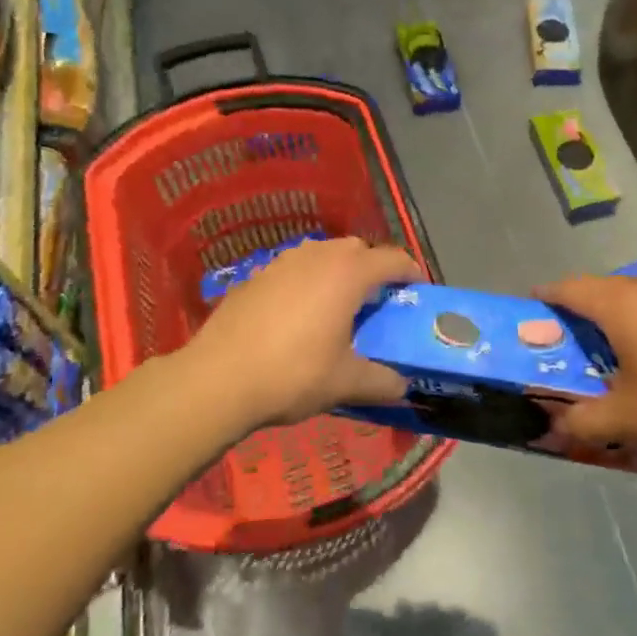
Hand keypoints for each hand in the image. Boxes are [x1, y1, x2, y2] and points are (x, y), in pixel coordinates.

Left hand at [183, 237, 420, 427]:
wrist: (219, 377)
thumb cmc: (293, 374)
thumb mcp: (346, 382)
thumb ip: (382, 381)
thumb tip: (402, 385)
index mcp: (347, 273)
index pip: (392, 259)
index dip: (411, 271)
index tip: (418, 289)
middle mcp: (317, 256)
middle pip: (357, 250)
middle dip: (373, 269)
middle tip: (377, 302)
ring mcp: (282, 261)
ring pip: (322, 255)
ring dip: (338, 272)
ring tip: (338, 306)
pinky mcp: (256, 274)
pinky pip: (294, 268)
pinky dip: (307, 281)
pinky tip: (298, 314)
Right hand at [538, 273, 636, 462]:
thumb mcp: (629, 421)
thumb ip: (583, 422)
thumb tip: (553, 428)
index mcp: (620, 305)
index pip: (568, 288)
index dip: (546, 298)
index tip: (533, 312)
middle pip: (603, 290)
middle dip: (583, 312)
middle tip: (574, 343)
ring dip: (622, 317)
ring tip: (622, 353)